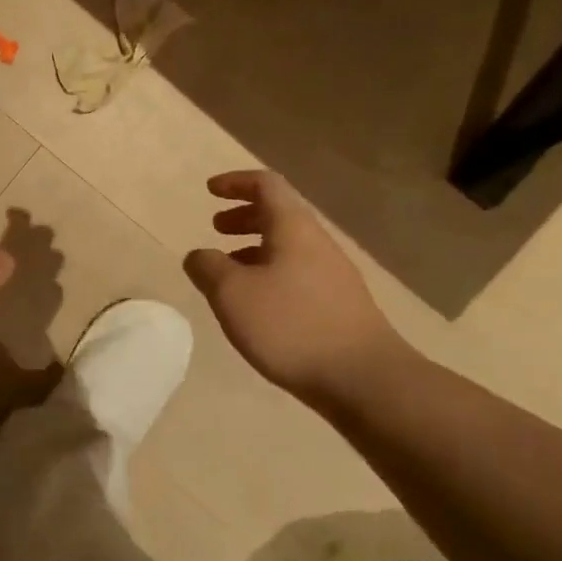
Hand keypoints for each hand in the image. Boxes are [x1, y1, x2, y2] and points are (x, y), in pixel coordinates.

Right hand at [183, 170, 407, 403]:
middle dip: (244, 216)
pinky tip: (256, 303)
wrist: (362, 378)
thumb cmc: (290, 325)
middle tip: (216, 228)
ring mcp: (332, 275)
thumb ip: (207, 267)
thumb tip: (198, 255)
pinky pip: (296, 272)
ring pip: (288, 246)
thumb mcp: (232, 293)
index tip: (209, 190)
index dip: (236, 182)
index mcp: (292, 229)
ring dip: (254, 247)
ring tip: (228, 269)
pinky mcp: (338, 304)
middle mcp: (316, 243)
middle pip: (279, 214)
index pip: (265, 186)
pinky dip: (269, 272)